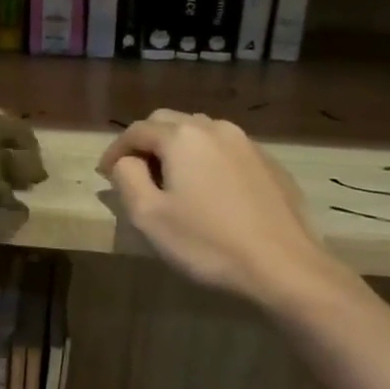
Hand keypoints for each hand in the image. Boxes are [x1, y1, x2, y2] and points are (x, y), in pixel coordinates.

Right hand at [98, 110, 347, 309]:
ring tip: (170, 179)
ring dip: (177, 148)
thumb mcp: (149, 215)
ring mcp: (247, 144)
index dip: (115, 150)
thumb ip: (127, 177)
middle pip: (169, 122)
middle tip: (134, 173)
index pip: (136, 130)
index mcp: (182, 137)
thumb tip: (126, 161)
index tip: (104, 174)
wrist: (285, 267)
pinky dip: (206, 160)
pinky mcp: (270, 164)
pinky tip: (209, 191)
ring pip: (200, 132)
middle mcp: (215, 129)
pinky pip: (226, 150)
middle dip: (146, 142)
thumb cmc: (207, 243)